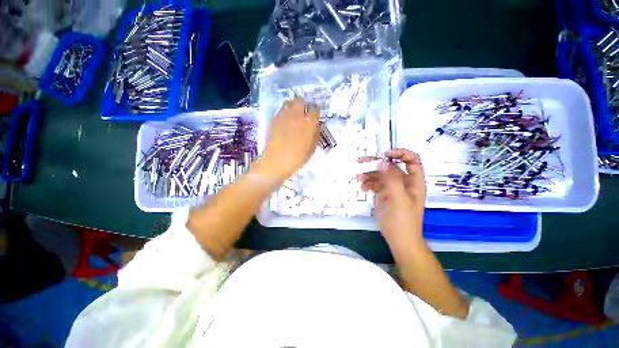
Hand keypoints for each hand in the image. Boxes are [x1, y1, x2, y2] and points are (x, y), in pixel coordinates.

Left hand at [258, 98, 319, 181]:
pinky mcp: (274, 119)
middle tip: (303, 113)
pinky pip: (281, 110)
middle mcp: (297, 115)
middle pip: (300, 100)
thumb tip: (317, 126)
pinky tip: (285, 121)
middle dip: (303, 105)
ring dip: (292, 106)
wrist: (277, 160)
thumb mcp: (312, 148)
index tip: (314, 116)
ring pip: (289, 102)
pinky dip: (284, 112)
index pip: (315, 109)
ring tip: (293, 115)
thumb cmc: (298, 157)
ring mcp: (284, 115)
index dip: (315, 112)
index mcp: (309, 123)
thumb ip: (316, 134)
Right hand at [357, 149, 425, 247]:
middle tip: (361, 161)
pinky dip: (368, 183)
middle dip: (377, 163)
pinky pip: (375, 184)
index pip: (412, 160)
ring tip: (359, 177)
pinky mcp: (384, 194)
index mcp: (413, 182)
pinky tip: (363, 188)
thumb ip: (392, 179)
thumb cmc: (403, 220)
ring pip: (381, 175)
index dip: (401, 154)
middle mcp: (403, 182)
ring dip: (369, 174)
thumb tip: (383, 162)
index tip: (385, 155)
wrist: (399, 239)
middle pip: (391, 166)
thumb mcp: (399, 198)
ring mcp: (392, 188)